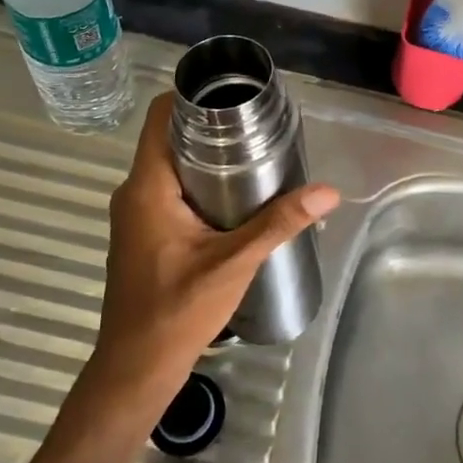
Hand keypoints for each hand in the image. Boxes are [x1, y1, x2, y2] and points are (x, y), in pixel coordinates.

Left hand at [89, 93, 339, 399]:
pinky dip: (198, 181)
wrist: (135, 368)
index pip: (160, 117)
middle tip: (259, 124)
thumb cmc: (177, 312)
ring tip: (254, 153)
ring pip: (170, 165)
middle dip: (211, 126)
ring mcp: (135, 214)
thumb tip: (328, 192)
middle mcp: (134, 192)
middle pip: (169, 137)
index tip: (234, 93)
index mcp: (147, 187)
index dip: (192, 96)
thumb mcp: (234, 264)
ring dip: (206, 155)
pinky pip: (169, 188)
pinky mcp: (143, 232)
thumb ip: (278, 223)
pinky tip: (234, 195)